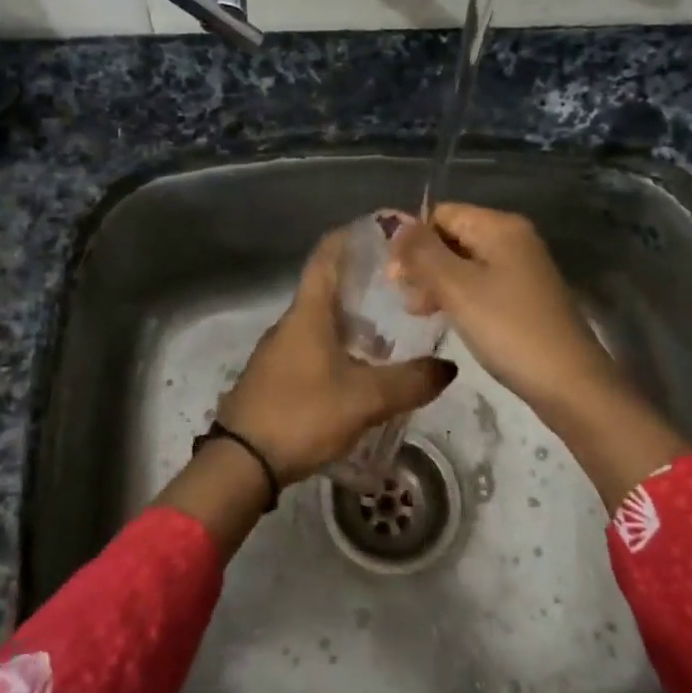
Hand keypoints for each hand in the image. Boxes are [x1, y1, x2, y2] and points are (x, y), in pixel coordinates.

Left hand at [217, 228, 457, 483]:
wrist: (242, 461)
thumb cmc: (302, 414)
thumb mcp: (365, 399)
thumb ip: (409, 382)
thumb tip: (448, 367)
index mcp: (307, 313)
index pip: (326, 257)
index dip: (350, 237)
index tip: (379, 231)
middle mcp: (290, 324)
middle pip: (327, 289)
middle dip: (361, 284)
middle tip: (401, 288)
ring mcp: (278, 351)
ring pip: (320, 323)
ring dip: (352, 321)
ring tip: (390, 333)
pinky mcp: (275, 377)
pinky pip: (312, 348)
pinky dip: (339, 347)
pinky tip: (360, 370)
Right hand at [391, 204, 685, 506]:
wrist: (568, 383)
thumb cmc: (507, 329)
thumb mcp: (455, 287)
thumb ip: (421, 252)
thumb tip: (393, 222)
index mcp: (499, 226)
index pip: (440, 214)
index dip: (412, 241)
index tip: (395, 279)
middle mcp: (513, 238)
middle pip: (451, 236)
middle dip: (423, 263)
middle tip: (406, 300)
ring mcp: (521, 268)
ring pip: (463, 262)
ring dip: (436, 283)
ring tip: (421, 313)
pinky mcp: (524, 296)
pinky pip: (480, 283)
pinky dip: (458, 296)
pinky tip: (447, 319)